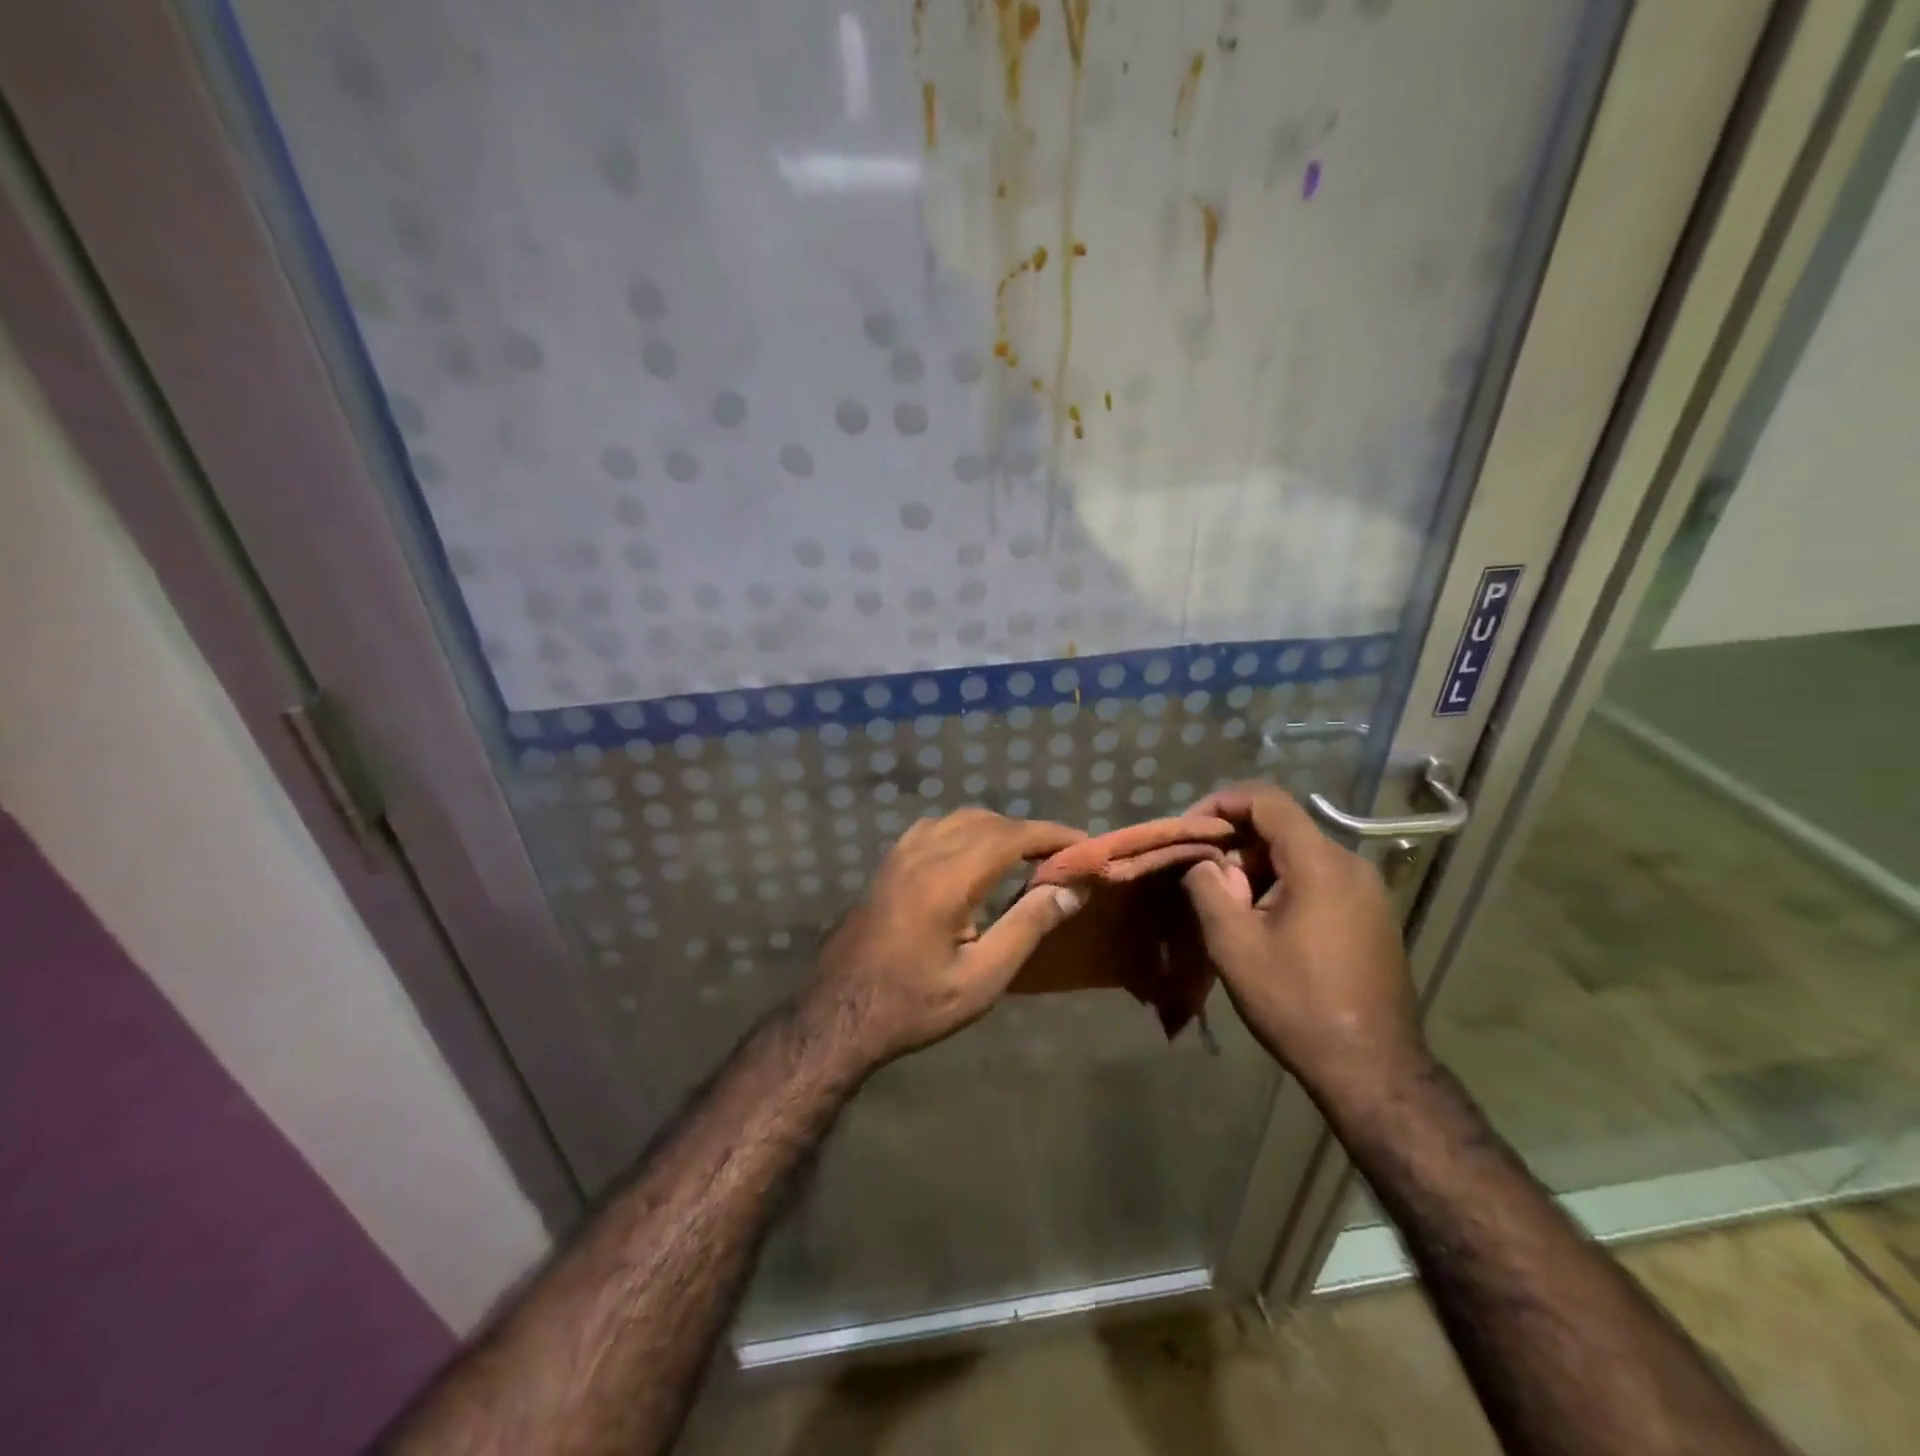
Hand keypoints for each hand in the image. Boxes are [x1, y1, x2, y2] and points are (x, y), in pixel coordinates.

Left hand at [797, 808, 1086, 1076]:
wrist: (839, 1013)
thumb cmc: (915, 1004)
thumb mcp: (982, 978)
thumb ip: (1027, 927)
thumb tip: (1072, 889)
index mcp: (947, 879)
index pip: (1011, 835)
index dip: (1052, 835)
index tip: (1085, 845)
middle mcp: (923, 853)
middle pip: (988, 821)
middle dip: (1029, 832)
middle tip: (1060, 858)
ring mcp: (900, 854)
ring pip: (960, 820)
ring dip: (998, 829)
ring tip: (1025, 857)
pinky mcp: (888, 864)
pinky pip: (935, 828)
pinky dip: (966, 831)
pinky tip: (975, 858)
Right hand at [1181, 782, 1427, 1111]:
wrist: (1372, 1068)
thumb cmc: (1297, 1002)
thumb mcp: (1234, 944)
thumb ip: (1208, 888)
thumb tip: (1203, 862)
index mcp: (1320, 863)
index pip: (1266, 800)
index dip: (1221, 803)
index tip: (1190, 830)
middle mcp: (1350, 865)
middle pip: (1282, 827)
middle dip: (1235, 845)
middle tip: (1204, 881)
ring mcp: (1367, 890)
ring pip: (1298, 854)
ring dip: (1256, 869)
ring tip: (1230, 910)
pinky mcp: (1372, 915)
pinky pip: (1318, 879)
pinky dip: (1282, 885)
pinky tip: (1264, 924)